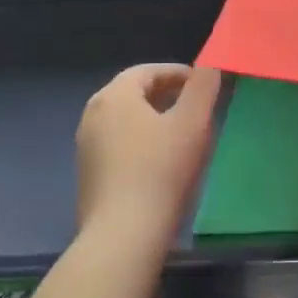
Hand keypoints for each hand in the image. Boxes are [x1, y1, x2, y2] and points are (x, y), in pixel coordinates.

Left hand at [76, 64, 220, 238]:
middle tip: (196, 106)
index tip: (204, 84)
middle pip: (132, 93)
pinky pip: (118, 144)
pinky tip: (161, 162)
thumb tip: (211, 63)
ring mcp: (86, 146)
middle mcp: (92, 114)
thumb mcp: (193, 123)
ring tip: (182, 133)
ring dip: (153, 118)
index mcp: (114, 96)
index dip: (178, 73)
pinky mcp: (88, 173)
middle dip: (166, 94)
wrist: (123, 233)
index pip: (147, 71)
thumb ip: (203, 87)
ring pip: (125, 120)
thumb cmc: (161, 170)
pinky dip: (140, 141)